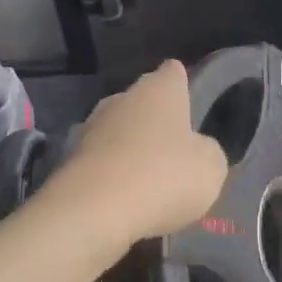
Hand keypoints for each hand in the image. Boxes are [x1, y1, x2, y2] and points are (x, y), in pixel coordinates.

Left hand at [57, 60, 227, 247]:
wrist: (93, 208)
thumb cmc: (163, 176)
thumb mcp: (210, 168)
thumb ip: (207, 151)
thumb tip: (195, 148)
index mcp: (158, 90)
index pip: (173, 72)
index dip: (183, 85)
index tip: (190, 105)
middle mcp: (121, 97)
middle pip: (142, 101)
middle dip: (155, 121)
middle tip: (174, 151)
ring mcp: (91, 125)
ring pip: (119, 130)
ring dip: (131, 148)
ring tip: (149, 179)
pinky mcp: (71, 156)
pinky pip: (101, 159)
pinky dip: (112, 173)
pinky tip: (123, 197)